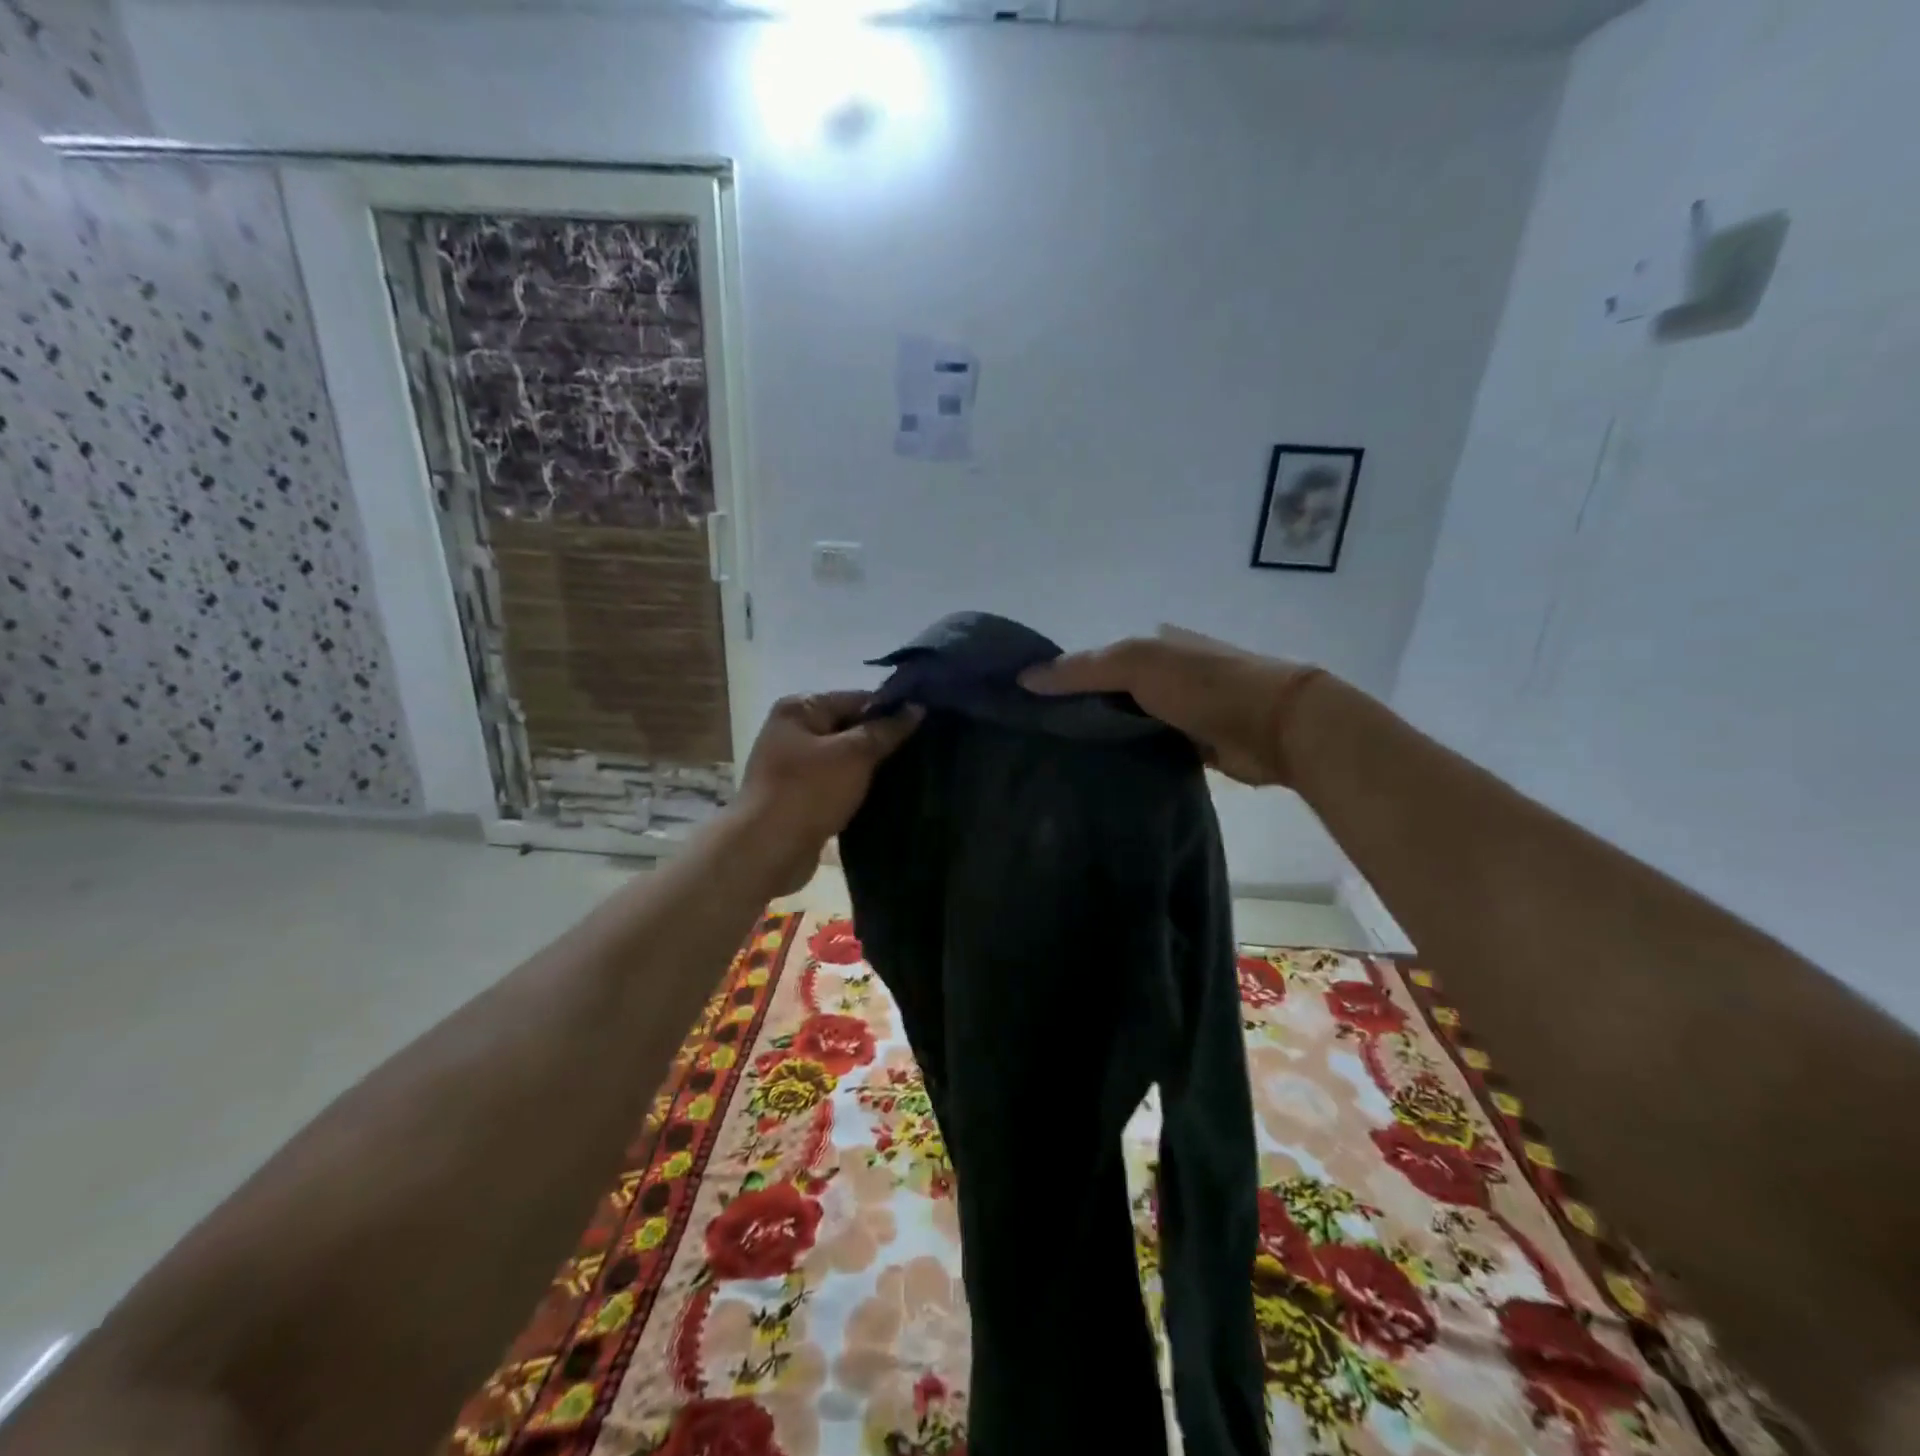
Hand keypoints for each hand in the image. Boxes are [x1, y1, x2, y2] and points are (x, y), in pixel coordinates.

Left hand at [732, 692, 921, 893]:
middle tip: (923, 751)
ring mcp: (794, 767)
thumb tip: (917, 708)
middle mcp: (793, 732)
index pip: (857, 699)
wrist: (767, 850)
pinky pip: (838, 784)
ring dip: (872, 768)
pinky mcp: (800, 797)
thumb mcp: (854, 754)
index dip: (891, 711)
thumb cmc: (809, 791)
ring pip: (845, 759)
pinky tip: (886, 796)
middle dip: (883, 740)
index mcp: (800, 709)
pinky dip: (858, 789)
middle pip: (850, 728)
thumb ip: (886, 730)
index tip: (925, 725)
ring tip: (911, 774)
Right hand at [1019, 625, 1322, 785]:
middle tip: (1037, 741)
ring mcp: (1181, 712)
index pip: (1094, 660)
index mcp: (1153, 645)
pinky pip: (1149, 751)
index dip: (1062, 678)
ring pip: (1127, 725)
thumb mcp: (1136, 663)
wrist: (1276, 726)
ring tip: (1059, 762)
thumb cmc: (1203, 684)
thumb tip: (1024, 679)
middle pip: (1110, 694)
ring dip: (1103, 739)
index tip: (1027, 705)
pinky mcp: (1193, 747)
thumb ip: (1082, 670)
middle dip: (1078, 712)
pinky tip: (1100, 775)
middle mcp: (1165, 675)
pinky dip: (1129, 759)